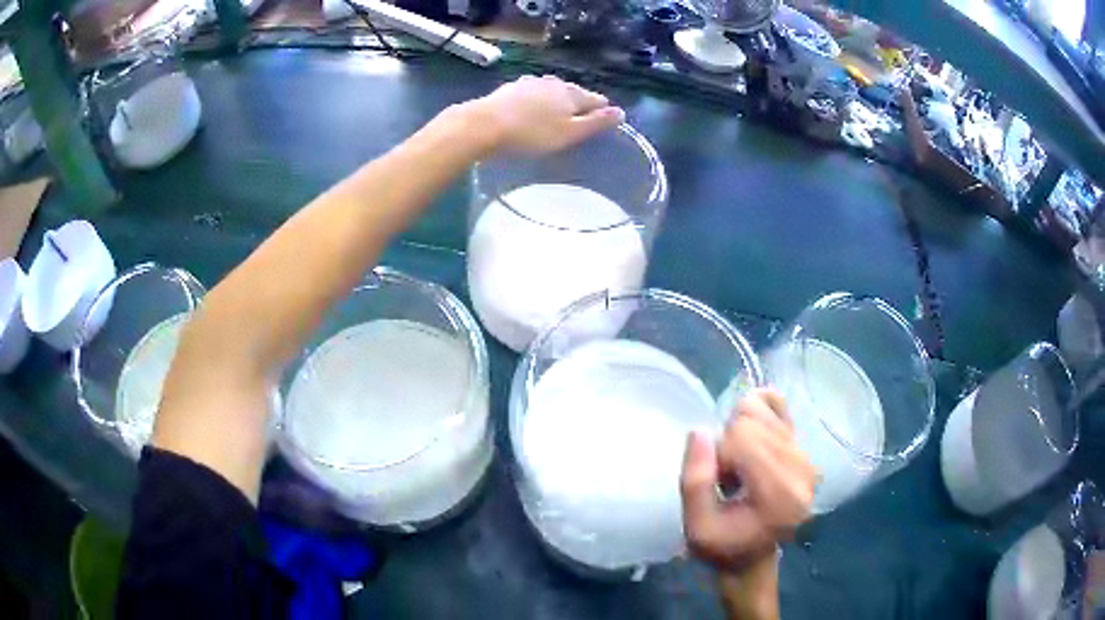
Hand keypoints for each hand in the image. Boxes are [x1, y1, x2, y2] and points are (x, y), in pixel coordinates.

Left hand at [469, 75, 624, 153]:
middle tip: (579, 122)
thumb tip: (620, 112)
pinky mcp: (510, 89)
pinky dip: (537, 102)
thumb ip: (596, 123)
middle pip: (574, 93)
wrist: (483, 125)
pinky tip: (531, 110)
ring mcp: (530, 83)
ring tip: (556, 116)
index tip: (603, 123)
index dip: (603, 112)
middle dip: (579, 105)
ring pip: (552, 91)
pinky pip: (532, 94)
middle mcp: (554, 83)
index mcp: (572, 93)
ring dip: (557, 102)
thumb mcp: (569, 133)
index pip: (597, 99)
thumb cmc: (531, 134)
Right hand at [680, 388, 816, 570]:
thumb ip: (695, 481)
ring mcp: (806, 456)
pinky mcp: (804, 448)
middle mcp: (802, 469)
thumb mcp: (696, 528)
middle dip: (729, 444)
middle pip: (752, 419)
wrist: (752, 557)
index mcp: (780, 493)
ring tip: (741, 467)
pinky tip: (751, 437)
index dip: (719, 455)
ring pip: (761, 409)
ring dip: (741, 435)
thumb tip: (699, 430)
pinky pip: (779, 405)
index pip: (742, 437)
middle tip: (728, 478)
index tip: (719, 484)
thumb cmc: (723, 546)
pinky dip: (758, 411)